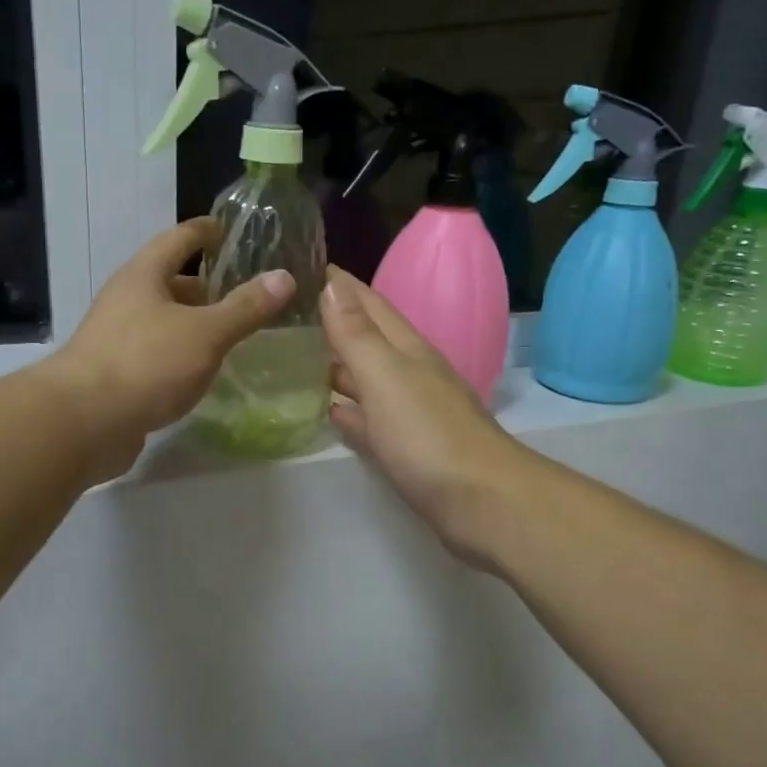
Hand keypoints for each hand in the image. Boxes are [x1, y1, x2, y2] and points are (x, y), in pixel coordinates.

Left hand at [44, 218, 294, 479]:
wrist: (84, 422)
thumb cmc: (146, 363)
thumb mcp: (205, 333)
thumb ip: (245, 308)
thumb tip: (285, 277)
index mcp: (143, 276)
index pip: (178, 239)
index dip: (205, 232)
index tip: (228, 230)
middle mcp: (126, 301)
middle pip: (168, 282)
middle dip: (204, 286)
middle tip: (242, 294)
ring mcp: (117, 339)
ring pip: (163, 322)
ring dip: (193, 324)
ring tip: (230, 335)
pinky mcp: (116, 376)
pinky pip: (156, 355)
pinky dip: (181, 356)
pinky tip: (202, 372)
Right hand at [323, 267, 532, 564]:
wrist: (481, 503)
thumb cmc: (428, 435)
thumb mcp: (386, 377)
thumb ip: (357, 334)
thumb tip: (332, 283)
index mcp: (406, 350)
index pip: (369, 302)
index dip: (338, 283)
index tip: (301, 263)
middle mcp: (410, 374)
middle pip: (367, 339)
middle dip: (332, 322)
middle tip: (285, 314)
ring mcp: (410, 414)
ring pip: (367, 380)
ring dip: (337, 367)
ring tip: (294, 358)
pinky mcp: (407, 451)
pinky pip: (370, 421)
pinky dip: (350, 412)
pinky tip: (330, 411)